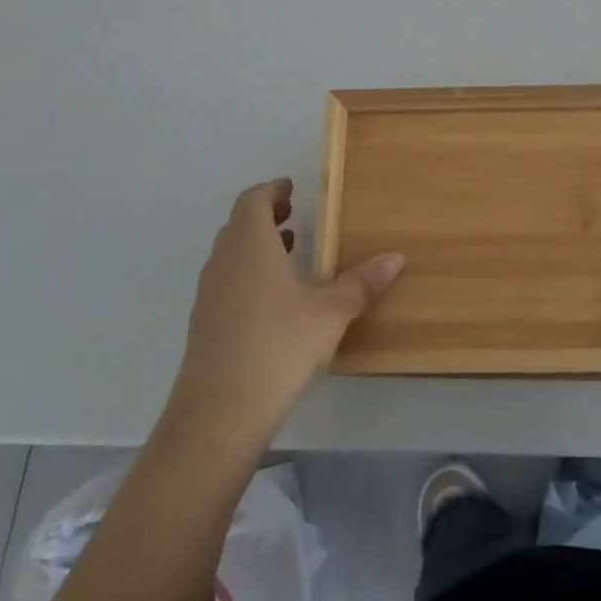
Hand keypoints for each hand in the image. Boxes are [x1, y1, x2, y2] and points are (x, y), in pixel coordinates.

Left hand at [169, 179, 403, 446]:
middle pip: (239, 223)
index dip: (272, 190)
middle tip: (293, 214)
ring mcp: (209, 292)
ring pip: (230, 252)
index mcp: (251, 244)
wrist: (219, 411)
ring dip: (255, 244)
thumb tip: (396, 257)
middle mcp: (224, 260)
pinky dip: (246, 272)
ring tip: (289, 252)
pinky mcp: (203, 322)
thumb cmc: (279, 346)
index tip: (291, 188)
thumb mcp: (331, 312)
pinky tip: (272, 299)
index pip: (253, 199)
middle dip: (265, 215)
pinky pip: (225, 279)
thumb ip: (362, 283)